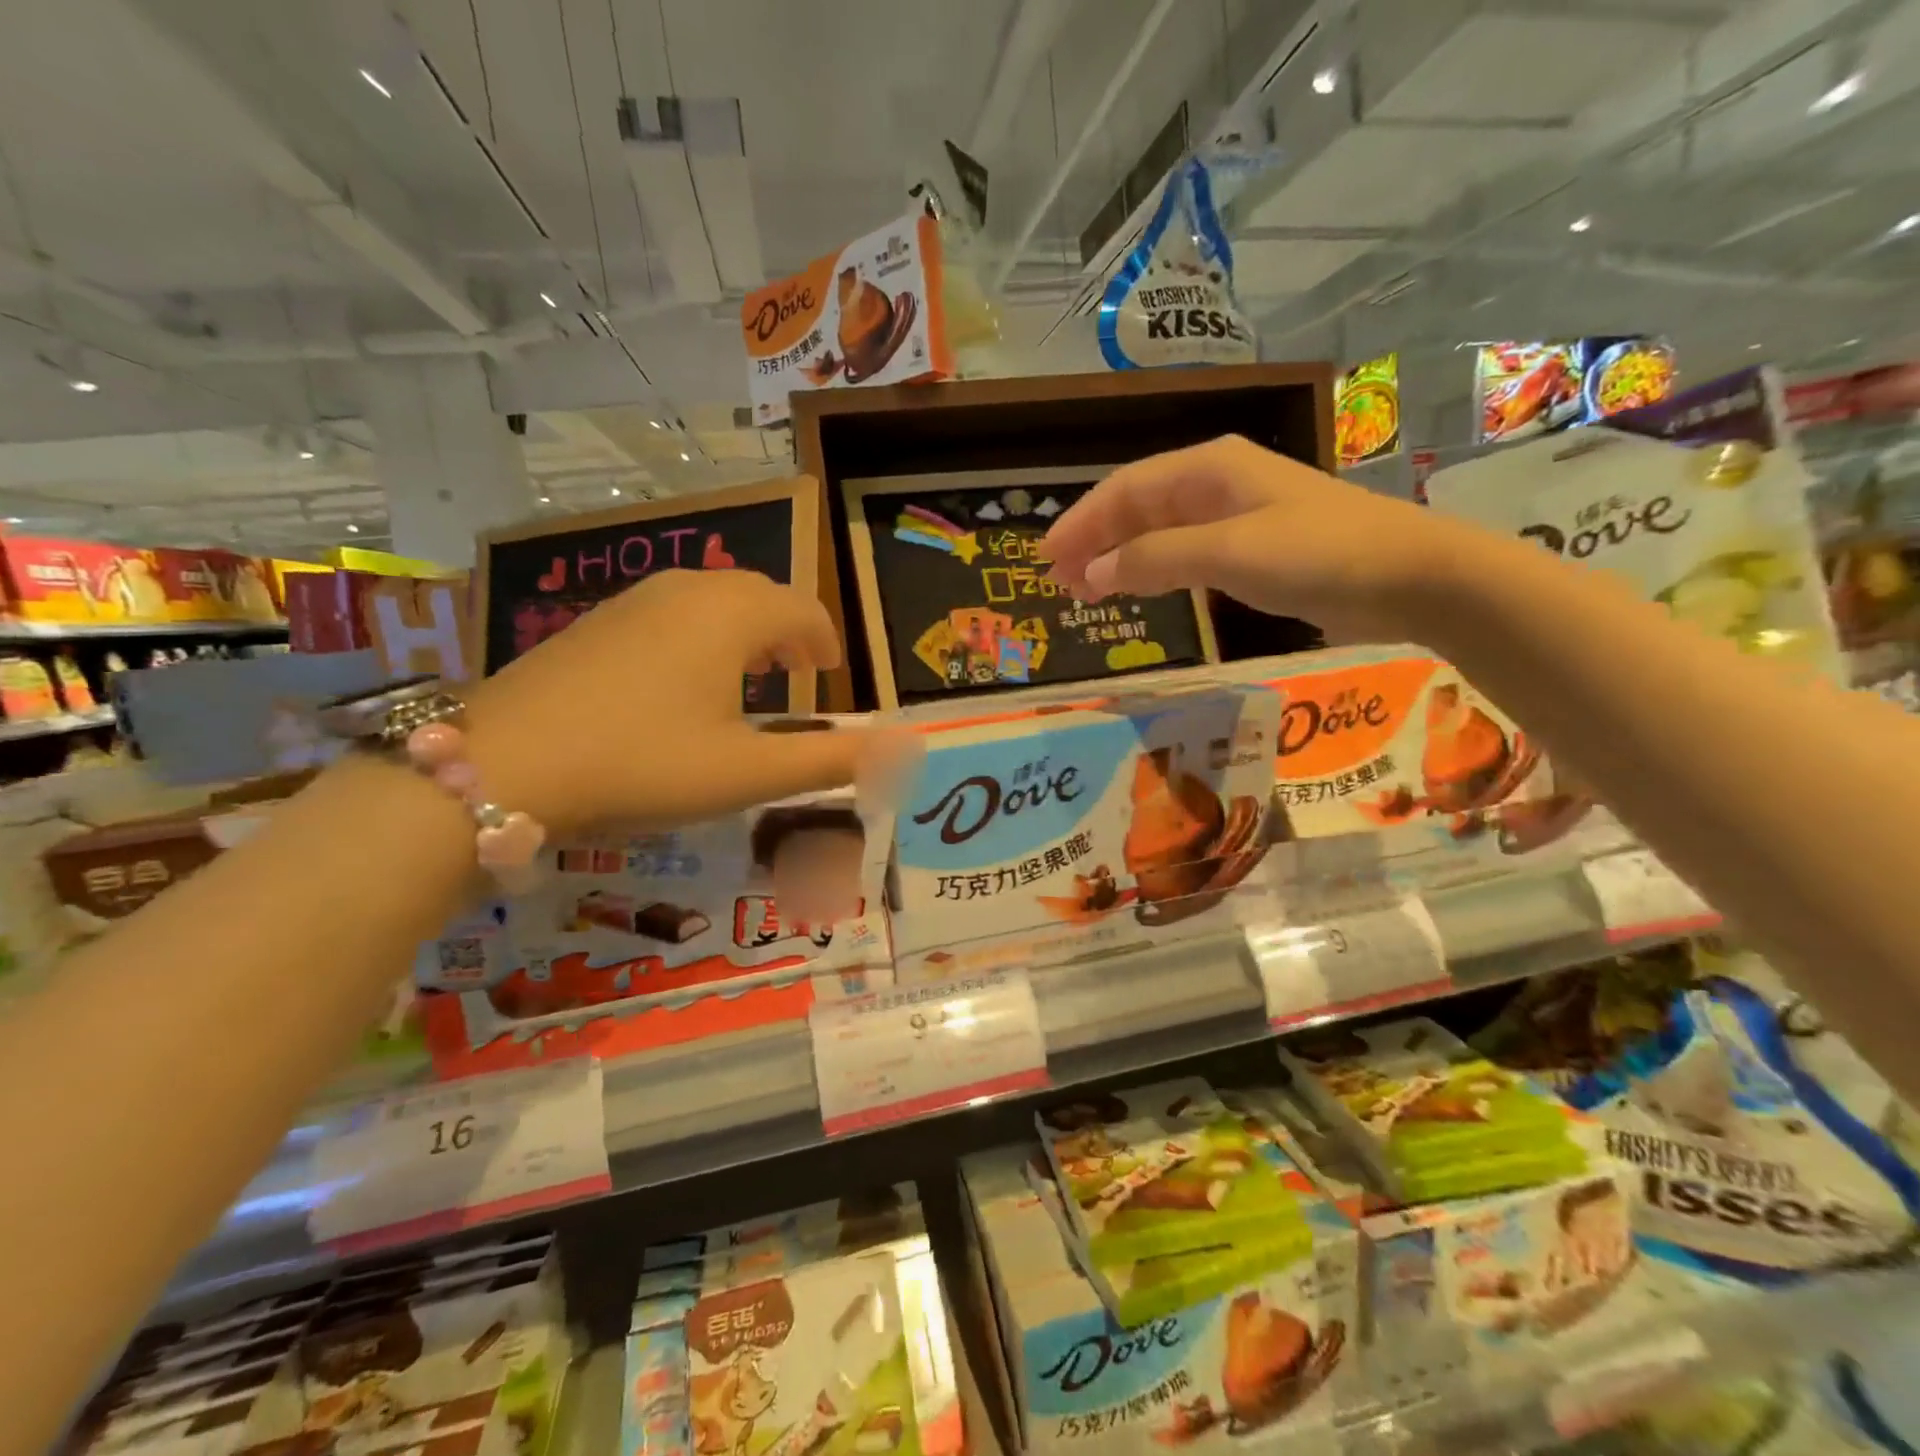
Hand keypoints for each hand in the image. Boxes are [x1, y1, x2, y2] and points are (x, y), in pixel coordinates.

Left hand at [463, 570, 911, 833]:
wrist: (503, 765)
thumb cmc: (643, 763)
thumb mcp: (748, 773)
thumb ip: (831, 761)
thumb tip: (904, 748)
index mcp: (732, 616)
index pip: (802, 610)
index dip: (825, 641)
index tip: (830, 676)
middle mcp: (688, 591)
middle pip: (758, 594)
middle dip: (788, 631)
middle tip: (798, 676)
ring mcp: (633, 601)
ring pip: (711, 599)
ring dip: (744, 630)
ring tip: (749, 676)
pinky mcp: (594, 621)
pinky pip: (670, 612)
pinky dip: (699, 634)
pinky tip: (682, 680)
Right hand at [1041, 435, 1487, 643]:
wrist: (1409, 577)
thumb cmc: (1318, 553)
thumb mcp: (1229, 552)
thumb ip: (1155, 559)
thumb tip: (1093, 571)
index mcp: (1209, 469)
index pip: (1125, 489)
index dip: (1081, 522)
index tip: (1045, 558)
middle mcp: (1217, 484)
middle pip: (1137, 508)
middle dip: (1095, 541)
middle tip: (1059, 581)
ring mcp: (1236, 517)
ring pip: (1159, 532)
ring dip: (1120, 558)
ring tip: (1087, 591)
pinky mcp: (1252, 550)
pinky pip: (1185, 554)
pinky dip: (1154, 571)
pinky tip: (1141, 589)